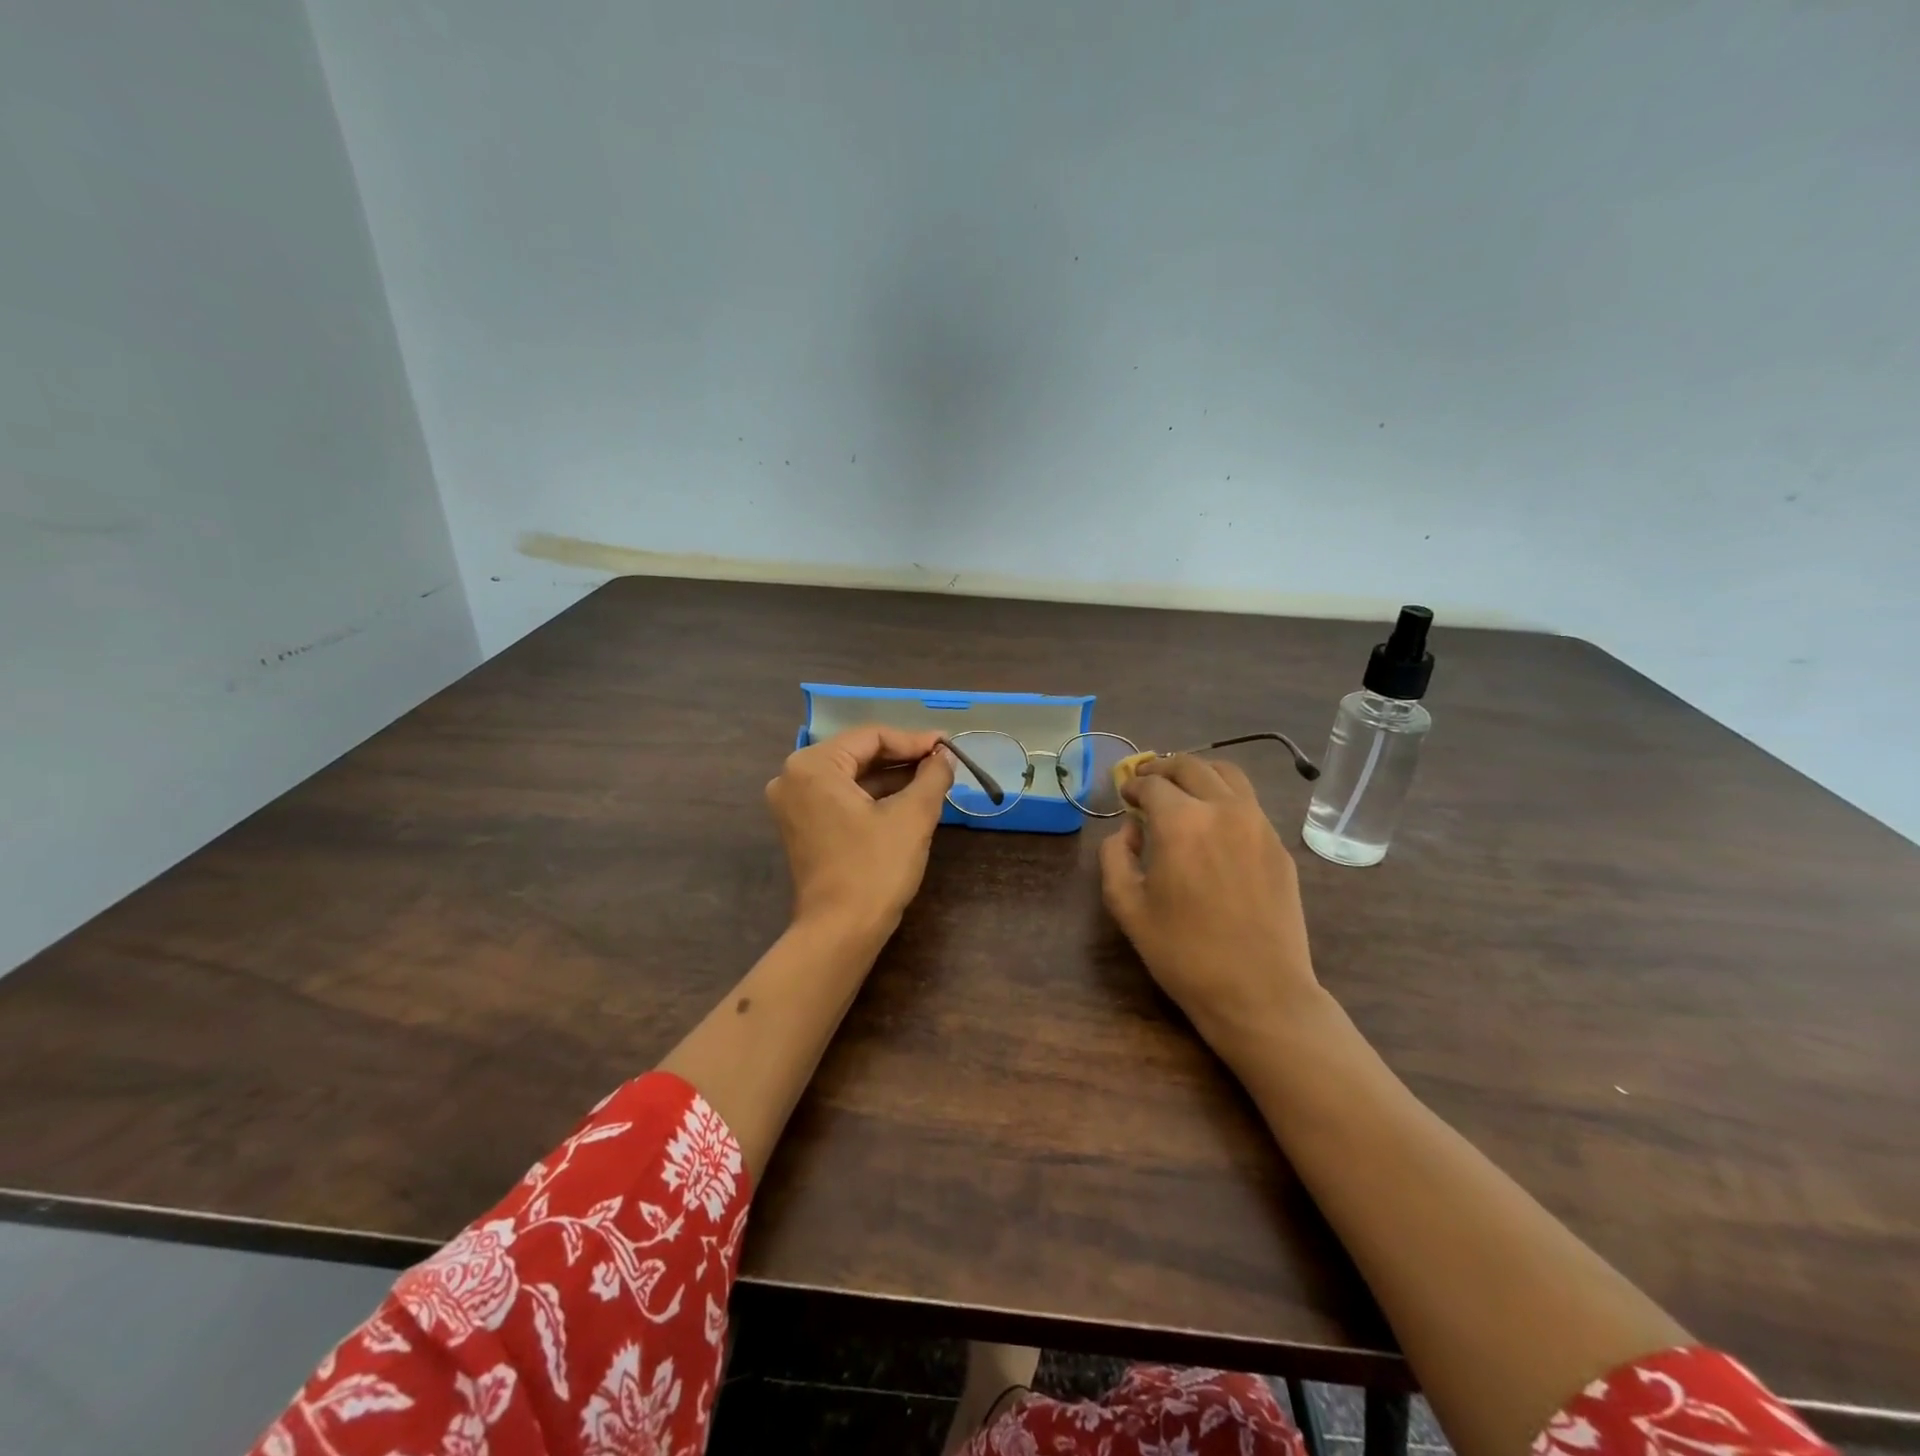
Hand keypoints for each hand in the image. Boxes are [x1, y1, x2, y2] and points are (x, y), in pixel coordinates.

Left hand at [765, 725, 955, 936]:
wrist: (840, 932)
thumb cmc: (874, 868)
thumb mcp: (912, 816)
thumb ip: (932, 776)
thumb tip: (945, 756)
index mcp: (812, 766)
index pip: (871, 737)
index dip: (914, 740)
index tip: (948, 747)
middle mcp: (793, 778)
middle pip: (858, 754)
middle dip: (903, 758)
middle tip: (942, 761)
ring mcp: (794, 805)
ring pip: (852, 777)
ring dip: (891, 778)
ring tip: (932, 779)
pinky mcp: (802, 828)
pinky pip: (842, 798)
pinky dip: (874, 797)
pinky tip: (908, 800)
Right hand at [1098, 755, 1323, 1058]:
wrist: (1259, 992)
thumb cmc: (1183, 953)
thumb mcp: (1127, 908)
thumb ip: (1115, 857)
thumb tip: (1129, 831)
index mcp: (1181, 822)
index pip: (1152, 784)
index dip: (1133, 785)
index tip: (1125, 795)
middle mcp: (1223, 809)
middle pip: (1191, 766)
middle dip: (1163, 769)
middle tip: (1147, 783)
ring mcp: (1258, 824)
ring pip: (1227, 774)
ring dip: (1198, 774)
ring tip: (1182, 791)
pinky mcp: (1279, 845)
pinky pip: (1248, 803)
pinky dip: (1225, 797)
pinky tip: (1213, 823)